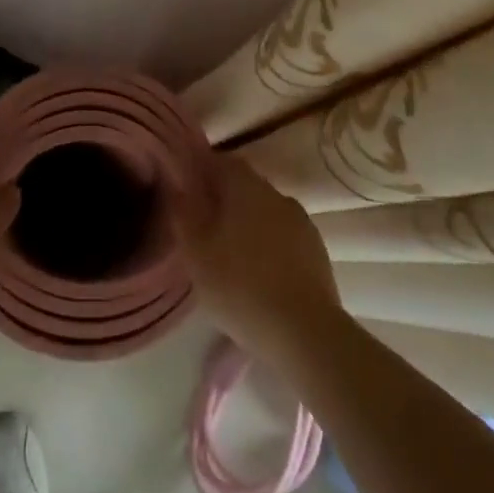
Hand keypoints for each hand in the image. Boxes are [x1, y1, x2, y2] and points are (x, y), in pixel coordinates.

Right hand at [171, 152, 345, 370]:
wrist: (306, 332)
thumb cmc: (239, 286)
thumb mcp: (195, 252)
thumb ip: (183, 212)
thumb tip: (176, 185)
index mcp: (245, 186)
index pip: (219, 160)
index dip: (200, 169)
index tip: (185, 189)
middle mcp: (276, 194)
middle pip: (244, 184)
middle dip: (223, 197)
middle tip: (202, 224)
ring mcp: (301, 221)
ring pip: (265, 210)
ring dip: (247, 221)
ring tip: (230, 251)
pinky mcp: (317, 250)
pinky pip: (284, 235)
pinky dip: (268, 243)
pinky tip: (259, 270)